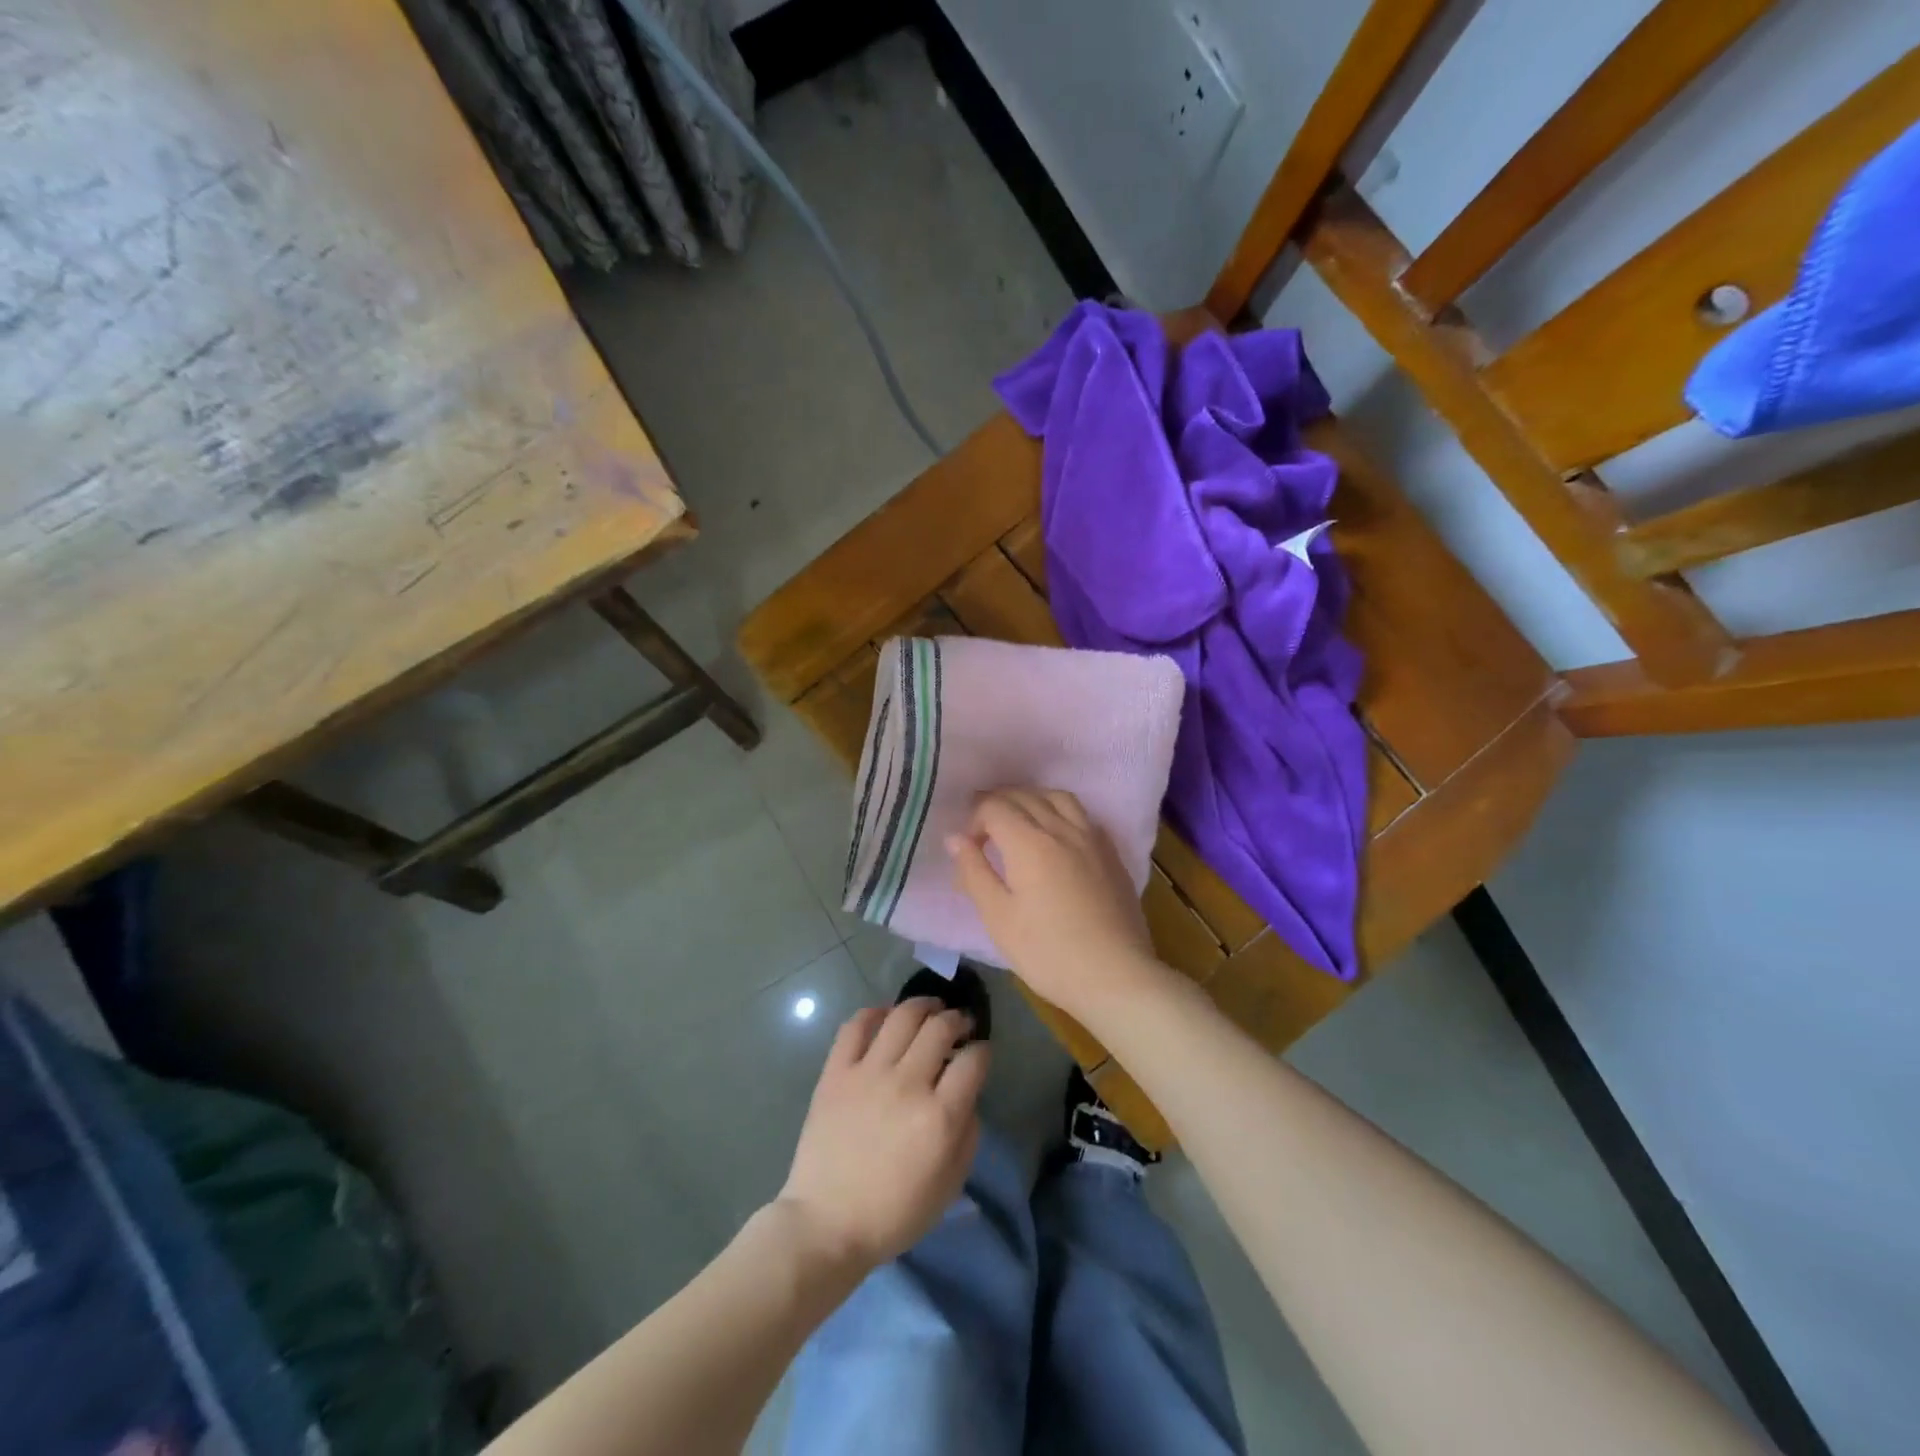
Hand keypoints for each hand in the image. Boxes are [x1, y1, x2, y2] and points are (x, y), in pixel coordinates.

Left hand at [776, 998, 988, 1270]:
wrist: (828, 1224)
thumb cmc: (895, 1213)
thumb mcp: (951, 1184)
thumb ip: (968, 1133)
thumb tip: (966, 1095)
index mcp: (940, 1116)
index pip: (973, 1060)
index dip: (982, 1049)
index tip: (979, 1052)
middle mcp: (907, 1084)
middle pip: (940, 1027)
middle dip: (957, 1019)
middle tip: (959, 1023)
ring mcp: (868, 1073)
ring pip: (902, 1016)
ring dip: (923, 1005)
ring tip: (930, 1009)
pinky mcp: (836, 1072)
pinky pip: (856, 1025)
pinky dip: (874, 1013)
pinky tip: (885, 1018)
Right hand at [946, 788, 1167, 1024]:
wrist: (1114, 975)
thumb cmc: (1047, 952)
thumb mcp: (998, 918)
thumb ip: (974, 872)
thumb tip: (956, 837)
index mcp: (1029, 843)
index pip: (994, 807)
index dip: (975, 819)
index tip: (970, 847)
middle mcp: (1061, 829)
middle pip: (1025, 796)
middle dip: (998, 803)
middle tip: (984, 828)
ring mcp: (1091, 838)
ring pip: (1058, 797)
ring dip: (1032, 799)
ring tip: (1020, 821)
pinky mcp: (1111, 853)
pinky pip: (1083, 815)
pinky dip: (1061, 812)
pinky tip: (1058, 835)